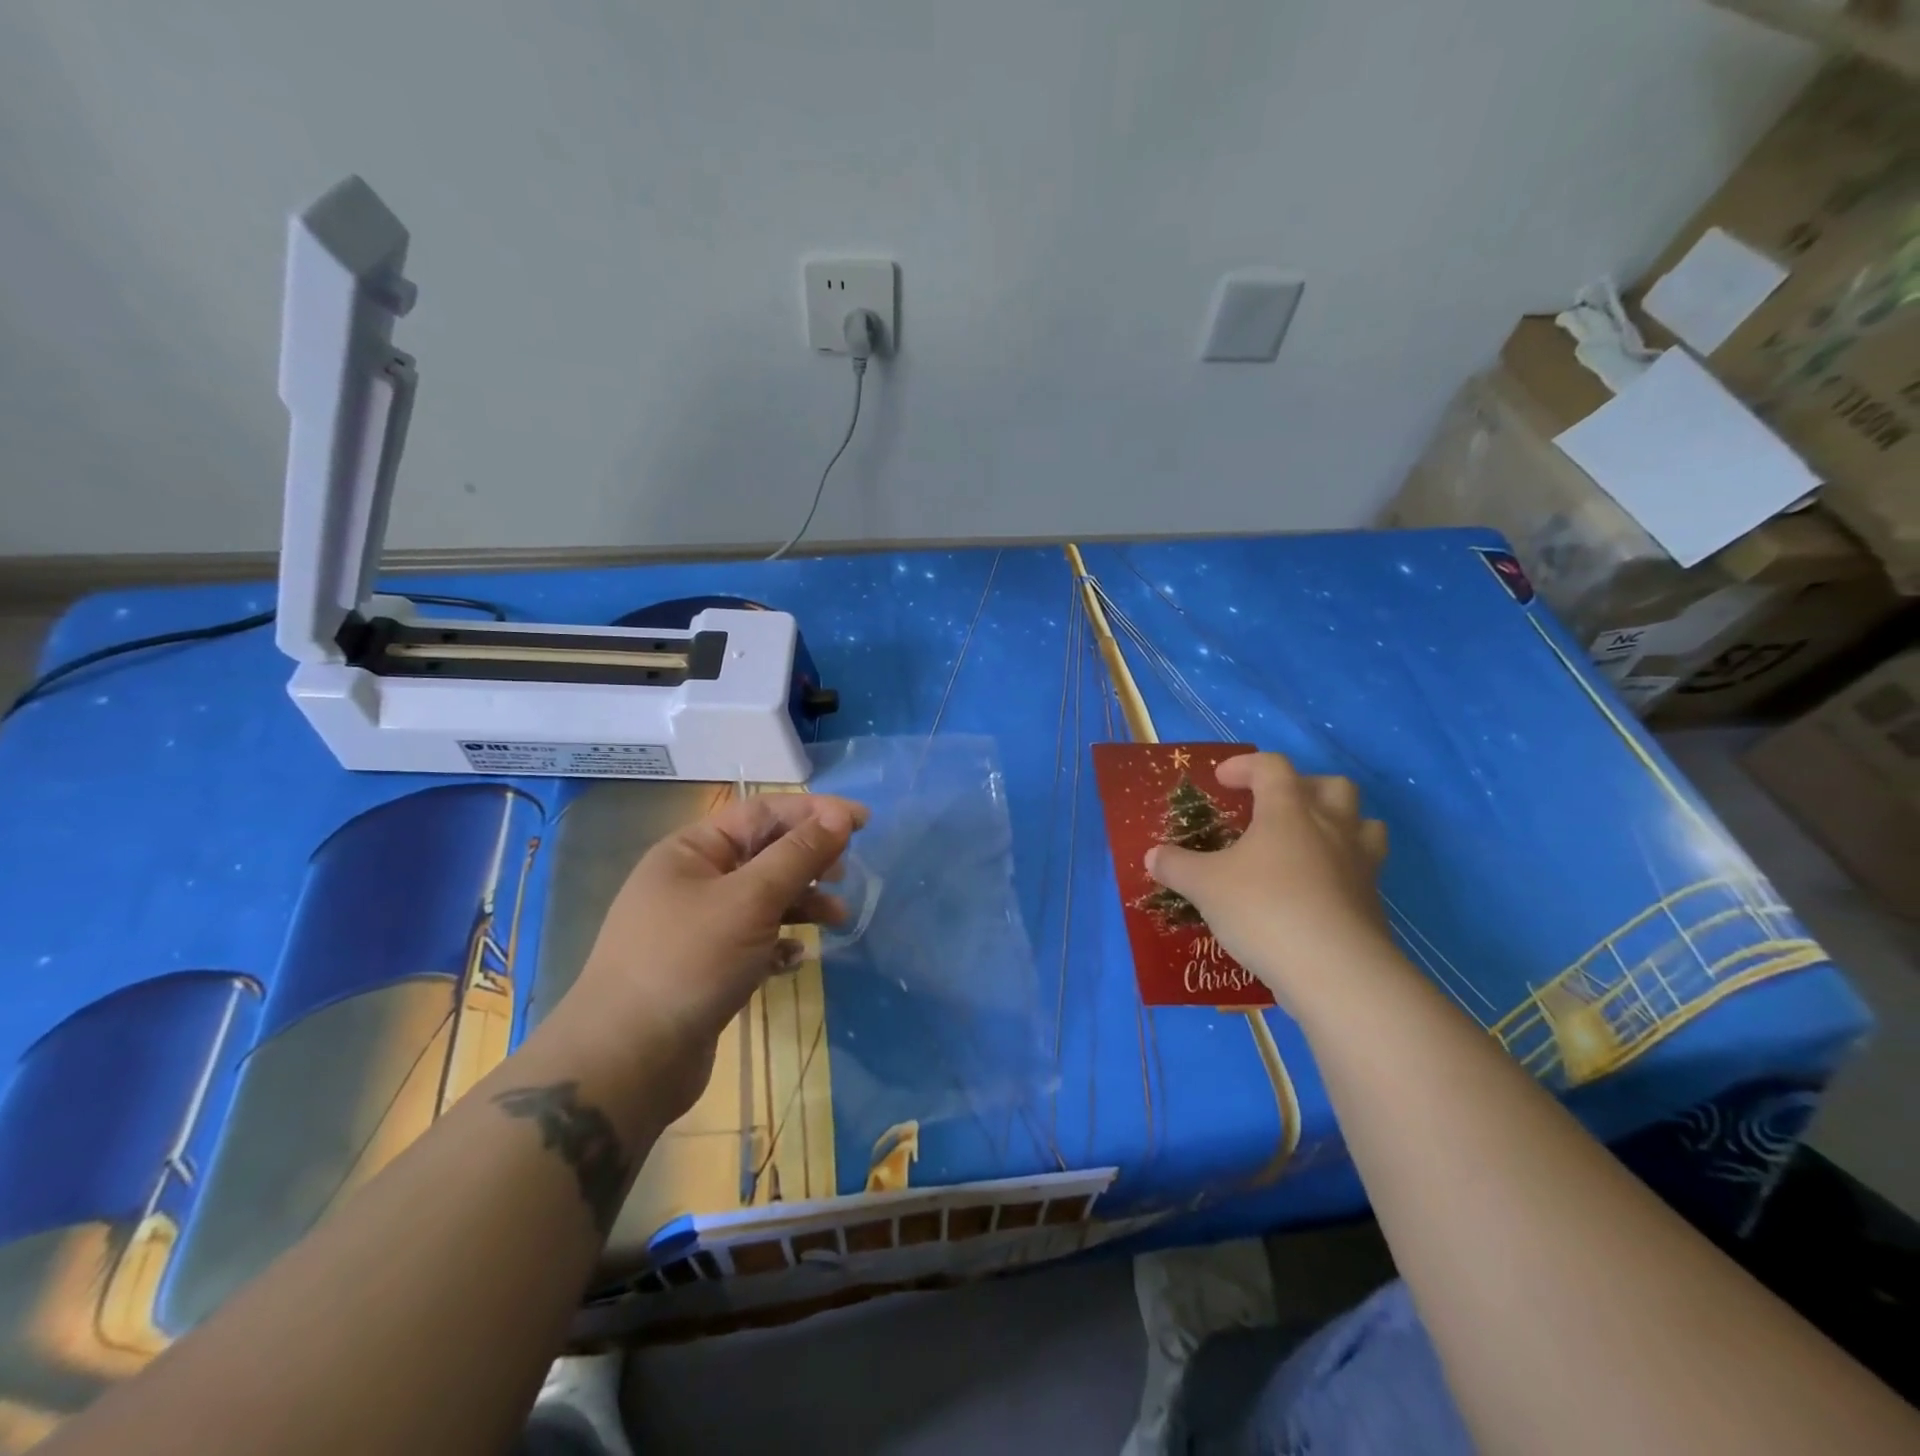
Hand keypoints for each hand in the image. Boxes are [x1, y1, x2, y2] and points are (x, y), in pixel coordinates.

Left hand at [548, 793, 867, 1126]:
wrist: (627, 1062)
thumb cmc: (688, 962)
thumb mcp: (750, 900)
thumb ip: (798, 855)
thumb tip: (840, 815)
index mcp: (692, 850)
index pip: (763, 812)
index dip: (815, 811)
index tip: (863, 822)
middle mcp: (693, 880)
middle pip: (765, 853)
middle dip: (810, 859)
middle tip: (845, 873)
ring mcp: (698, 926)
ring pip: (763, 898)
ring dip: (803, 903)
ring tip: (838, 920)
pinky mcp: (706, 967)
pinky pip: (754, 939)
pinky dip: (780, 942)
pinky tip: (795, 959)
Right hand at [1144, 753, 1393, 1014]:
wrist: (1335, 971)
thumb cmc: (1263, 909)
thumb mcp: (1204, 886)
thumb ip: (1177, 866)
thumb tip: (1153, 856)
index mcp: (1288, 811)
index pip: (1272, 767)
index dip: (1245, 766)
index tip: (1222, 781)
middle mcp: (1330, 828)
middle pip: (1332, 786)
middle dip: (1303, 786)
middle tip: (1275, 807)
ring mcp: (1359, 865)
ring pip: (1364, 824)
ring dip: (1339, 823)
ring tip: (1310, 842)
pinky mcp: (1373, 903)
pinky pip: (1364, 870)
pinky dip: (1342, 871)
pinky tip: (1315, 893)